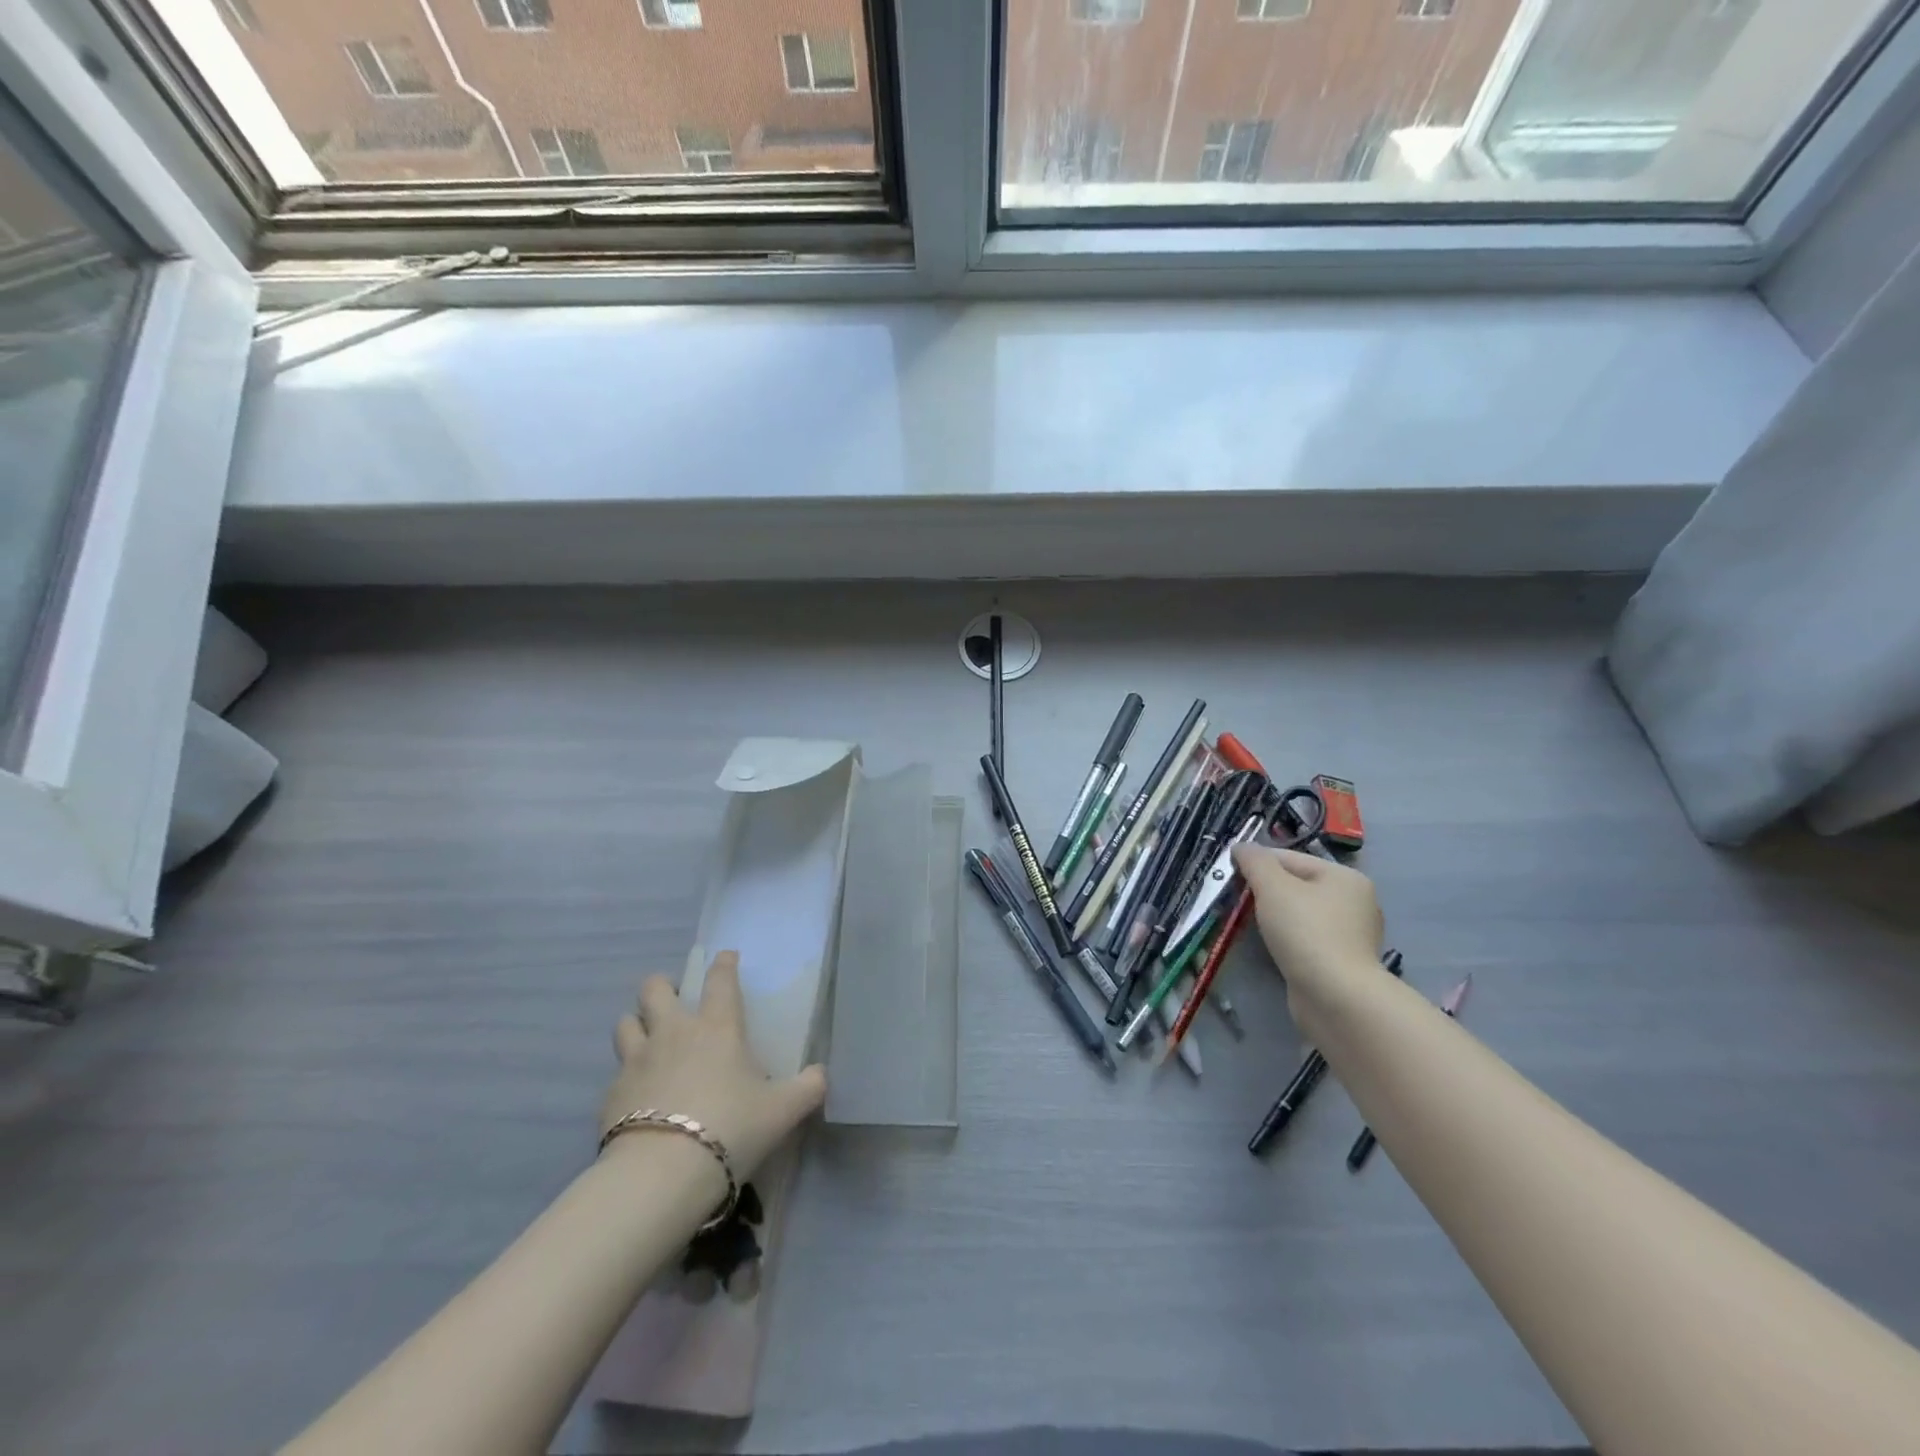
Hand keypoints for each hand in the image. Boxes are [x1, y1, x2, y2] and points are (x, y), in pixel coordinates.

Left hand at [600, 951, 827, 1182]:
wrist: (662, 1173)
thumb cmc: (731, 1127)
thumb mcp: (783, 1111)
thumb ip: (808, 1088)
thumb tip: (821, 1074)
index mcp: (717, 1028)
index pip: (720, 980)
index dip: (724, 964)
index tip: (726, 957)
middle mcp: (674, 1032)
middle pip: (655, 989)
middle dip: (662, 986)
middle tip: (675, 1000)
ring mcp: (637, 1060)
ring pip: (626, 1023)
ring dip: (637, 1024)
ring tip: (648, 1039)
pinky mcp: (610, 1094)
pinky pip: (616, 1072)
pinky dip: (626, 1075)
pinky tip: (636, 1094)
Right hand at [1232, 844, 1384, 1024]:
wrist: (1335, 997)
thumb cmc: (1305, 931)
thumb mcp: (1272, 886)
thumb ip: (1254, 861)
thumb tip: (1241, 847)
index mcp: (1345, 877)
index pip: (1290, 858)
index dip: (1257, 863)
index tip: (1229, 876)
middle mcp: (1355, 902)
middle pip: (1297, 885)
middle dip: (1265, 891)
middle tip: (1237, 901)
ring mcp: (1352, 935)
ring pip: (1301, 913)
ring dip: (1275, 916)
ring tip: (1250, 925)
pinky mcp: (1343, 962)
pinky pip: (1307, 939)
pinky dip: (1288, 939)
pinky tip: (1273, 947)